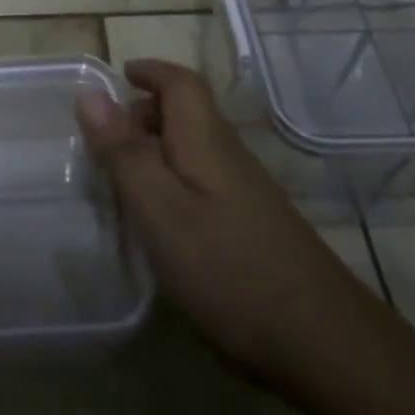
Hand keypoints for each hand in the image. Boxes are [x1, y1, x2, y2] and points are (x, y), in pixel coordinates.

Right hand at [75, 59, 356, 389]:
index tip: (119, 75)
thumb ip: (124, 152)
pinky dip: (174, 182)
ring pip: (195, 150)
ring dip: (157, 149)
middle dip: (146, 112)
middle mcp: (229, 156)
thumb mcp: (160, 209)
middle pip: (188, 114)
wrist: (323, 344)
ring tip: (123, 182)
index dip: (152, 71)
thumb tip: (90, 94)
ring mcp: (246, 194)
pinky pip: (204, 182)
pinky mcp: (253, 227)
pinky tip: (162, 223)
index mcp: (205, 140)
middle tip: (106, 139)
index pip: (182, 83)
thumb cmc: (228, 268)